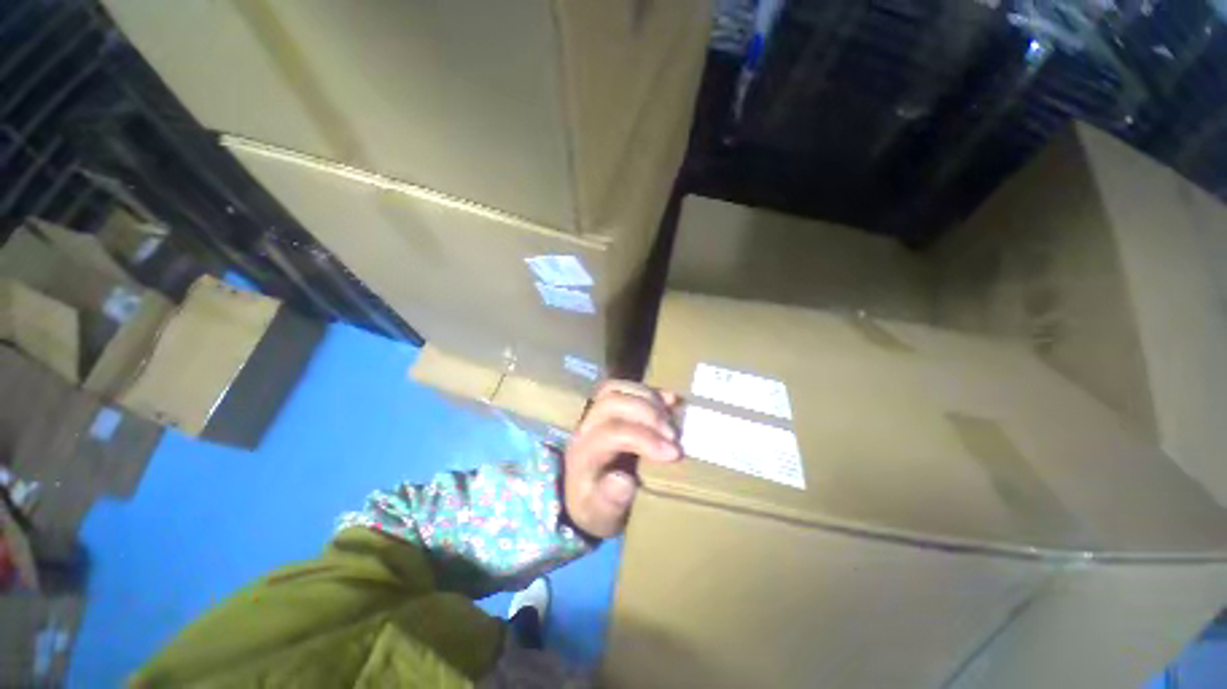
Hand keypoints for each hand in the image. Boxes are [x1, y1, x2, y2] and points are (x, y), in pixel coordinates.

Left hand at [562, 381, 681, 538]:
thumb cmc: (596, 508)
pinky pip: (625, 387)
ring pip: (616, 388)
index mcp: (584, 453)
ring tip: (671, 417)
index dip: (644, 438)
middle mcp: (586, 427)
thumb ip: (610, 501)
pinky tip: (671, 400)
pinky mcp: (609, 408)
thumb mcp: (601, 515)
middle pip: (612, 402)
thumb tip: (624, 481)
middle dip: (648, 414)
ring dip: (648, 398)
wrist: (584, 497)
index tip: (674, 453)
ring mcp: (596, 413)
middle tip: (674, 435)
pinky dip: (650, 391)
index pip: (612, 433)